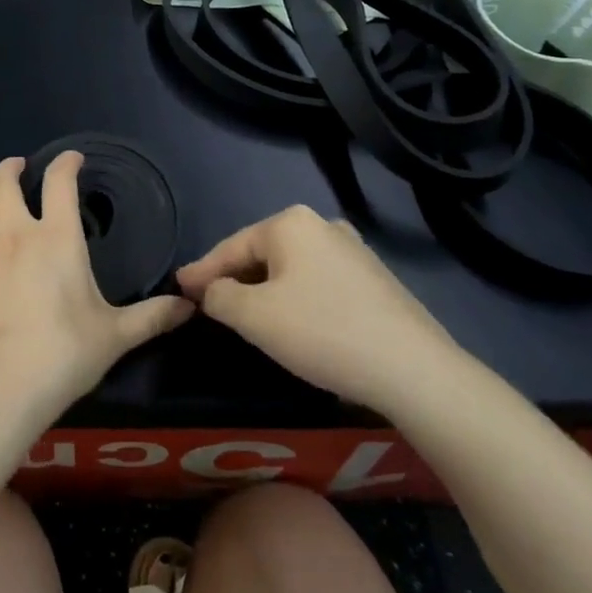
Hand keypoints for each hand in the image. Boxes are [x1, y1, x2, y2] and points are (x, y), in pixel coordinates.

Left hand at [0, 153, 193, 419]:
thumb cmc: (62, 354)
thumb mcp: (114, 336)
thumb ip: (152, 317)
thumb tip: (189, 307)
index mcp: (56, 238)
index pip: (59, 182)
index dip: (65, 163)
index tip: (72, 159)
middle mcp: (14, 234)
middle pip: (4, 181)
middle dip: (12, 167)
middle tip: (20, 166)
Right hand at [176, 205, 459, 408]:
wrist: (413, 369)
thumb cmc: (322, 332)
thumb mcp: (254, 317)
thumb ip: (220, 296)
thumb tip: (210, 289)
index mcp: (291, 223)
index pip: (232, 246)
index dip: (202, 270)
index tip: (177, 287)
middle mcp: (322, 225)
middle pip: (262, 253)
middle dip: (234, 278)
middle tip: (209, 304)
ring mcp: (353, 250)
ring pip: (292, 268)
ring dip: (266, 289)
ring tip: (247, 314)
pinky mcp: (374, 279)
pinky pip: (319, 282)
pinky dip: (297, 298)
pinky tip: (295, 322)